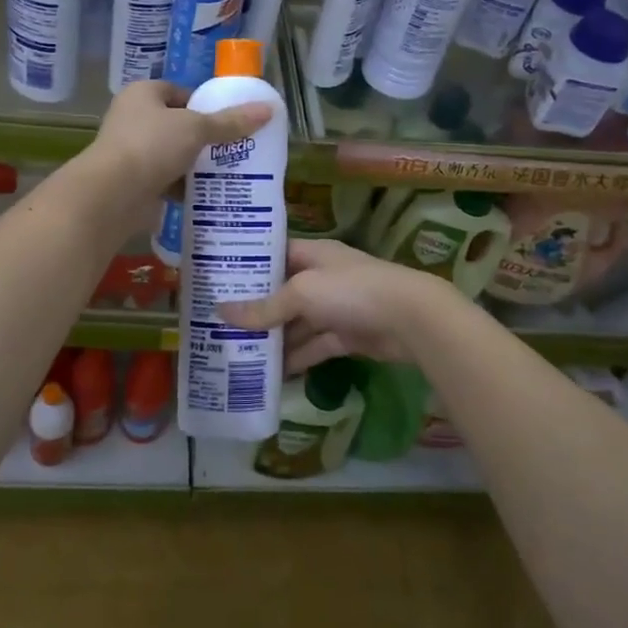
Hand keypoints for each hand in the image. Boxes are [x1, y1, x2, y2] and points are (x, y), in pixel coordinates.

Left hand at [78, 80, 273, 235]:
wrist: (114, 194)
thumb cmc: (152, 146)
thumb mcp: (197, 128)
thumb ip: (231, 122)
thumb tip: (269, 110)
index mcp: (142, 94)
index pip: (178, 92)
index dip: (203, 104)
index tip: (228, 119)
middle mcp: (132, 119)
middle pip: (176, 125)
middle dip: (202, 137)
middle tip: (233, 147)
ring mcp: (130, 152)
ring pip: (172, 154)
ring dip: (193, 164)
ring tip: (227, 171)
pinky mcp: (133, 182)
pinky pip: (166, 180)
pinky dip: (183, 187)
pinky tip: (207, 194)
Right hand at [217, 238, 456, 372]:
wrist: (410, 319)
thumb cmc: (351, 291)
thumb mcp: (302, 293)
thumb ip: (264, 307)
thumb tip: (221, 313)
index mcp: (312, 254)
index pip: (273, 255)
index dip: (247, 267)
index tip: (217, 281)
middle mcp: (322, 278)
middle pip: (282, 293)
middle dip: (255, 310)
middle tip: (218, 325)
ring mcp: (335, 308)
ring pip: (297, 323)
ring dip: (273, 338)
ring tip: (237, 352)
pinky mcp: (347, 336)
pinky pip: (314, 346)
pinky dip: (296, 358)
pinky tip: (271, 372)